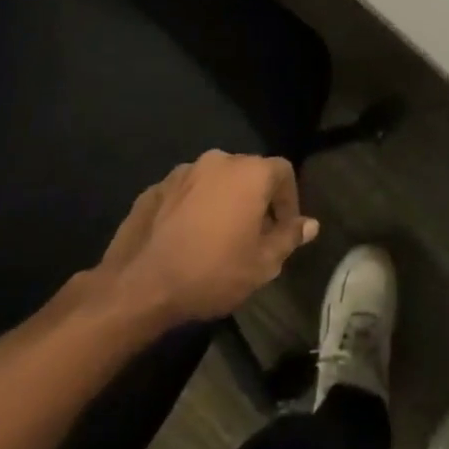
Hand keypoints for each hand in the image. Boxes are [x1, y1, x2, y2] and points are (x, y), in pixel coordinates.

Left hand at [90, 150, 318, 331]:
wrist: (138, 287)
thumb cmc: (211, 272)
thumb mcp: (262, 264)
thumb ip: (289, 238)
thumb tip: (310, 224)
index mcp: (250, 172)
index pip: (283, 172)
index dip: (288, 200)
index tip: (283, 230)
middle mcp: (218, 161)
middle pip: (248, 173)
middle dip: (255, 199)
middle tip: (253, 235)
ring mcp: (182, 172)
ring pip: (214, 181)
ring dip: (222, 201)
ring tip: (217, 237)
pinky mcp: (153, 189)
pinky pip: (185, 193)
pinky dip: (192, 208)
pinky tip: (186, 238)